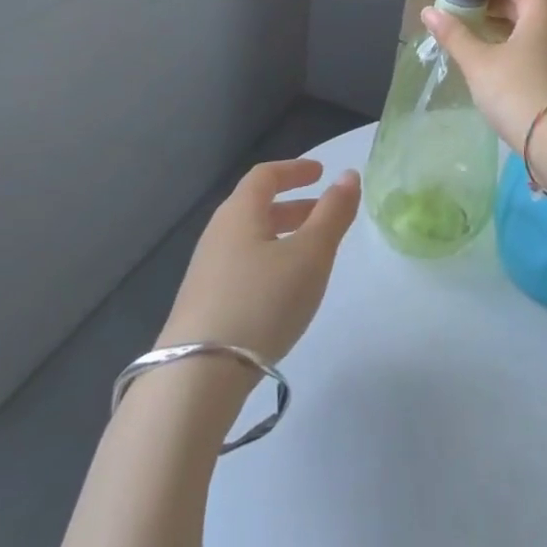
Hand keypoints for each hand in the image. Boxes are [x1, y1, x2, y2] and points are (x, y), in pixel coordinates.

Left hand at [157, 158, 359, 364]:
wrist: (197, 376)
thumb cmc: (262, 301)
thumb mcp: (311, 255)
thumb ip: (333, 213)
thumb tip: (349, 175)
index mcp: (240, 212)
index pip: (265, 175)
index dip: (294, 169)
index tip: (320, 172)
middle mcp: (218, 233)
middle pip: (255, 206)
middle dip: (292, 206)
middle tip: (322, 213)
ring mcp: (205, 271)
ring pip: (249, 239)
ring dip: (280, 236)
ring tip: (309, 255)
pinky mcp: (202, 305)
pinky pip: (241, 266)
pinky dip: (267, 262)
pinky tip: (281, 292)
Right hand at [422, 0, 546, 159]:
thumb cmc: (518, 91)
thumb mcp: (479, 62)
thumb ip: (454, 34)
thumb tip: (428, 11)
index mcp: (541, 6)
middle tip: (454, 8)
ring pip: (526, 21)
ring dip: (497, 21)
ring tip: (465, 30)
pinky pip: (533, 41)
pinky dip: (510, 40)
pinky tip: (487, 55)